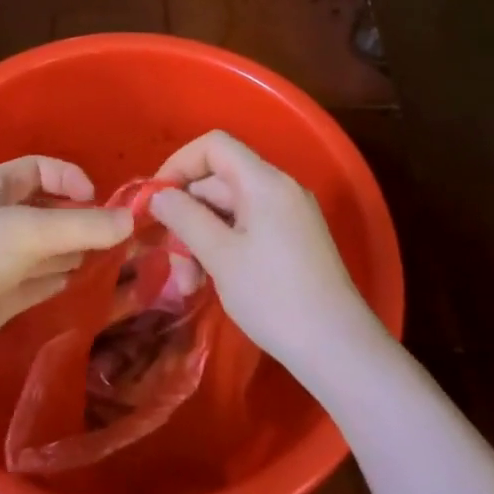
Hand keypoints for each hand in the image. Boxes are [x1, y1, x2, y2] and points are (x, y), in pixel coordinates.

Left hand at [0, 155, 133, 374]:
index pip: (36, 169)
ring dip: (70, 250)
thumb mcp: (27, 231)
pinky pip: (32, 283)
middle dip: (77, 219)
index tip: (96, 201)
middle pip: (42, 211)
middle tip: (114, 236)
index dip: (69, 178)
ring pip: (40, 250)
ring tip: (106, 258)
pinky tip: (76, 281)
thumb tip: (131, 221)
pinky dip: (54, 279)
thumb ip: (82, 226)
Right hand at [149, 131, 383, 380]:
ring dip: (202, 240)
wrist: (338, 347)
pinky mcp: (294, 241)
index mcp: (265, 182)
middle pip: (219, 182)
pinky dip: (224, 248)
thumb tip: (159, 194)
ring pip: (230, 211)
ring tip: (190, 284)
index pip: (214, 146)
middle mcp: (280, 189)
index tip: (156, 200)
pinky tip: (212, 282)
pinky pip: (248, 229)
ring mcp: (290, 216)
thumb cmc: (274, 297)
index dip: (179, 164)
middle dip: (187, 216)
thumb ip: (185, 218)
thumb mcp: (220, 256)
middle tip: (171, 262)